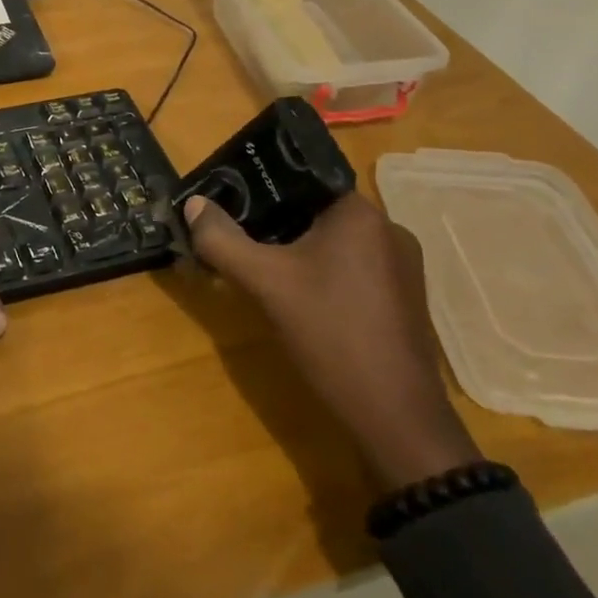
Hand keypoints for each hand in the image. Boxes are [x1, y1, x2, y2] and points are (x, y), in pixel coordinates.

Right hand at [185, 191, 480, 489]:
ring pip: (335, 242)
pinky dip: (323, 274)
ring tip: (263, 267)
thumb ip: (222, 239)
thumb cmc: (331, 335)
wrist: (396, 419)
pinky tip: (300, 299)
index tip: (232, 201)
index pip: (303, 179)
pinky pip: (353, 268)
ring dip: (298, 250)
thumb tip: (193, 204)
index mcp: (361, 213)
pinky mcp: (404, 300)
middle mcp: (388, 229)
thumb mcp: (265, 283)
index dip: (263, 187)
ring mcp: (402, 267)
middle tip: (239, 236)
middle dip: (275, 222)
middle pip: (316, 211)